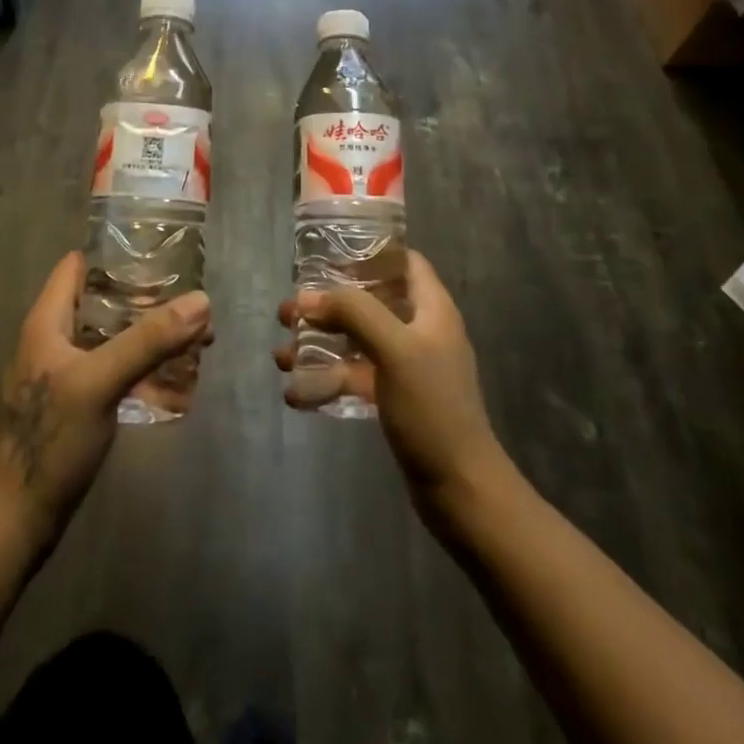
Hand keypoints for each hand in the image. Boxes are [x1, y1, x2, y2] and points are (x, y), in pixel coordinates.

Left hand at [0, 251, 210, 545]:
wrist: (15, 522)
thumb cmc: (49, 441)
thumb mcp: (99, 382)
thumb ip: (148, 341)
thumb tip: (201, 300)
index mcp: (48, 322)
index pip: (78, 266)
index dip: (115, 254)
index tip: (161, 253)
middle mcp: (54, 340)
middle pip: (102, 301)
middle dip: (146, 297)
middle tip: (192, 299)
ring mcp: (66, 374)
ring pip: (111, 336)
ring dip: (148, 332)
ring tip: (196, 334)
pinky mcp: (77, 404)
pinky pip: (114, 368)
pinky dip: (142, 364)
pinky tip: (175, 374)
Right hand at [273, 251, 508, 515]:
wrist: (460, 490)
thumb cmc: (432, 408)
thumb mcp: (394, 349)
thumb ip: (353, 313)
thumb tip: (306, 297)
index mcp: (432, 309)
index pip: (404, 262)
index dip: (369, 254)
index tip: (327, 259)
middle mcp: (421, 331)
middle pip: (370, 302)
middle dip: (328, 304)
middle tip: (289, 312)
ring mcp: (408, 367)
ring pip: (357, 341)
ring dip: (320, 343)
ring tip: (282, 356)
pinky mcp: (396, 399)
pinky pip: (356, 377)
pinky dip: (328, 380)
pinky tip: (296, 394)